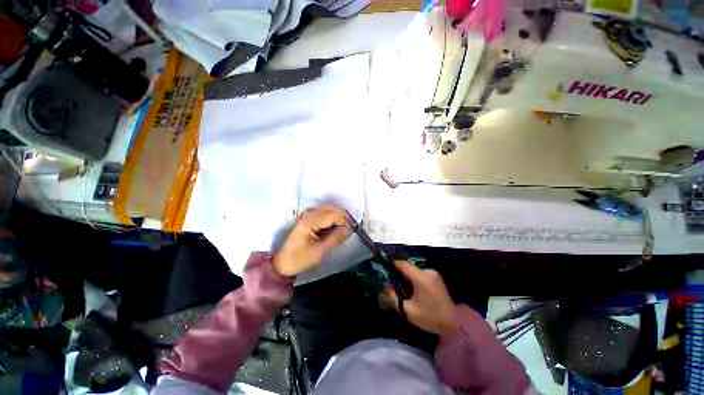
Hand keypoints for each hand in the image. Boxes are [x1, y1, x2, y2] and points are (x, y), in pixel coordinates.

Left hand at [272, 206, 350, 276]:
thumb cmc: (300, 259)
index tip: (351, 231)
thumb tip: (349, 229)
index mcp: (310, 221)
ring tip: (342, 229)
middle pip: (331, 209)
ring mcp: (306, 215)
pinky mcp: (307, 219)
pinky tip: (333, 227)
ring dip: (337, 217)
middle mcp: (308, 214)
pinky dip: (331, 219)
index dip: (344, 221)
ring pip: (327, 210)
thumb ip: (336, 238)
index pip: (333, 215)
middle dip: (342, 218)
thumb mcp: (320, 251)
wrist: (282, 264)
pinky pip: (323, 214)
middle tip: (348, 230)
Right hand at [383, 261, 456, 335]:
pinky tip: (414, 289)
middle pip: (408, 267)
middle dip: (400, 273)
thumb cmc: (429, 317)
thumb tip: (384, 287)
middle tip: (393, 282)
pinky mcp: (437, 277)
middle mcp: (427, 272)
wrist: (453, 323)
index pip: (403, 264)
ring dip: (407, 276)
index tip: (385, 267)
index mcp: (420, 278)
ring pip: (414, 270)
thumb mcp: (408, 310)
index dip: (393, 264)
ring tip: (403, 288)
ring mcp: (433, 273)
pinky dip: (415, 278)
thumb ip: (393, 298)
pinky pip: (421, 273)